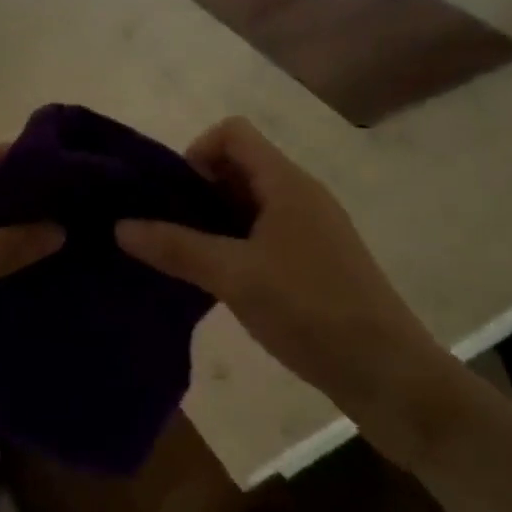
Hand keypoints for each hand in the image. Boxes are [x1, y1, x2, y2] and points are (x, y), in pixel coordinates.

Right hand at [115, 118, 446, 434]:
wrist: (390, 378)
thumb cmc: (312, 311)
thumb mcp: (235, 276)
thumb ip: (176, 247)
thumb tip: (120, 226)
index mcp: (287, 183)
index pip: (232, 133)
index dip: (196, 153)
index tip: (175, 198)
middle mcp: (300, 196)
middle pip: (237, 165)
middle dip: (196, 189)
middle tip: (168, 230)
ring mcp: (309, 230)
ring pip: (248, 203)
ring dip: (212, 221)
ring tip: (183, 257)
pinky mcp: (313, 263)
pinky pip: (262, 234)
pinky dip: (233, 245)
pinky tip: (216, 281)